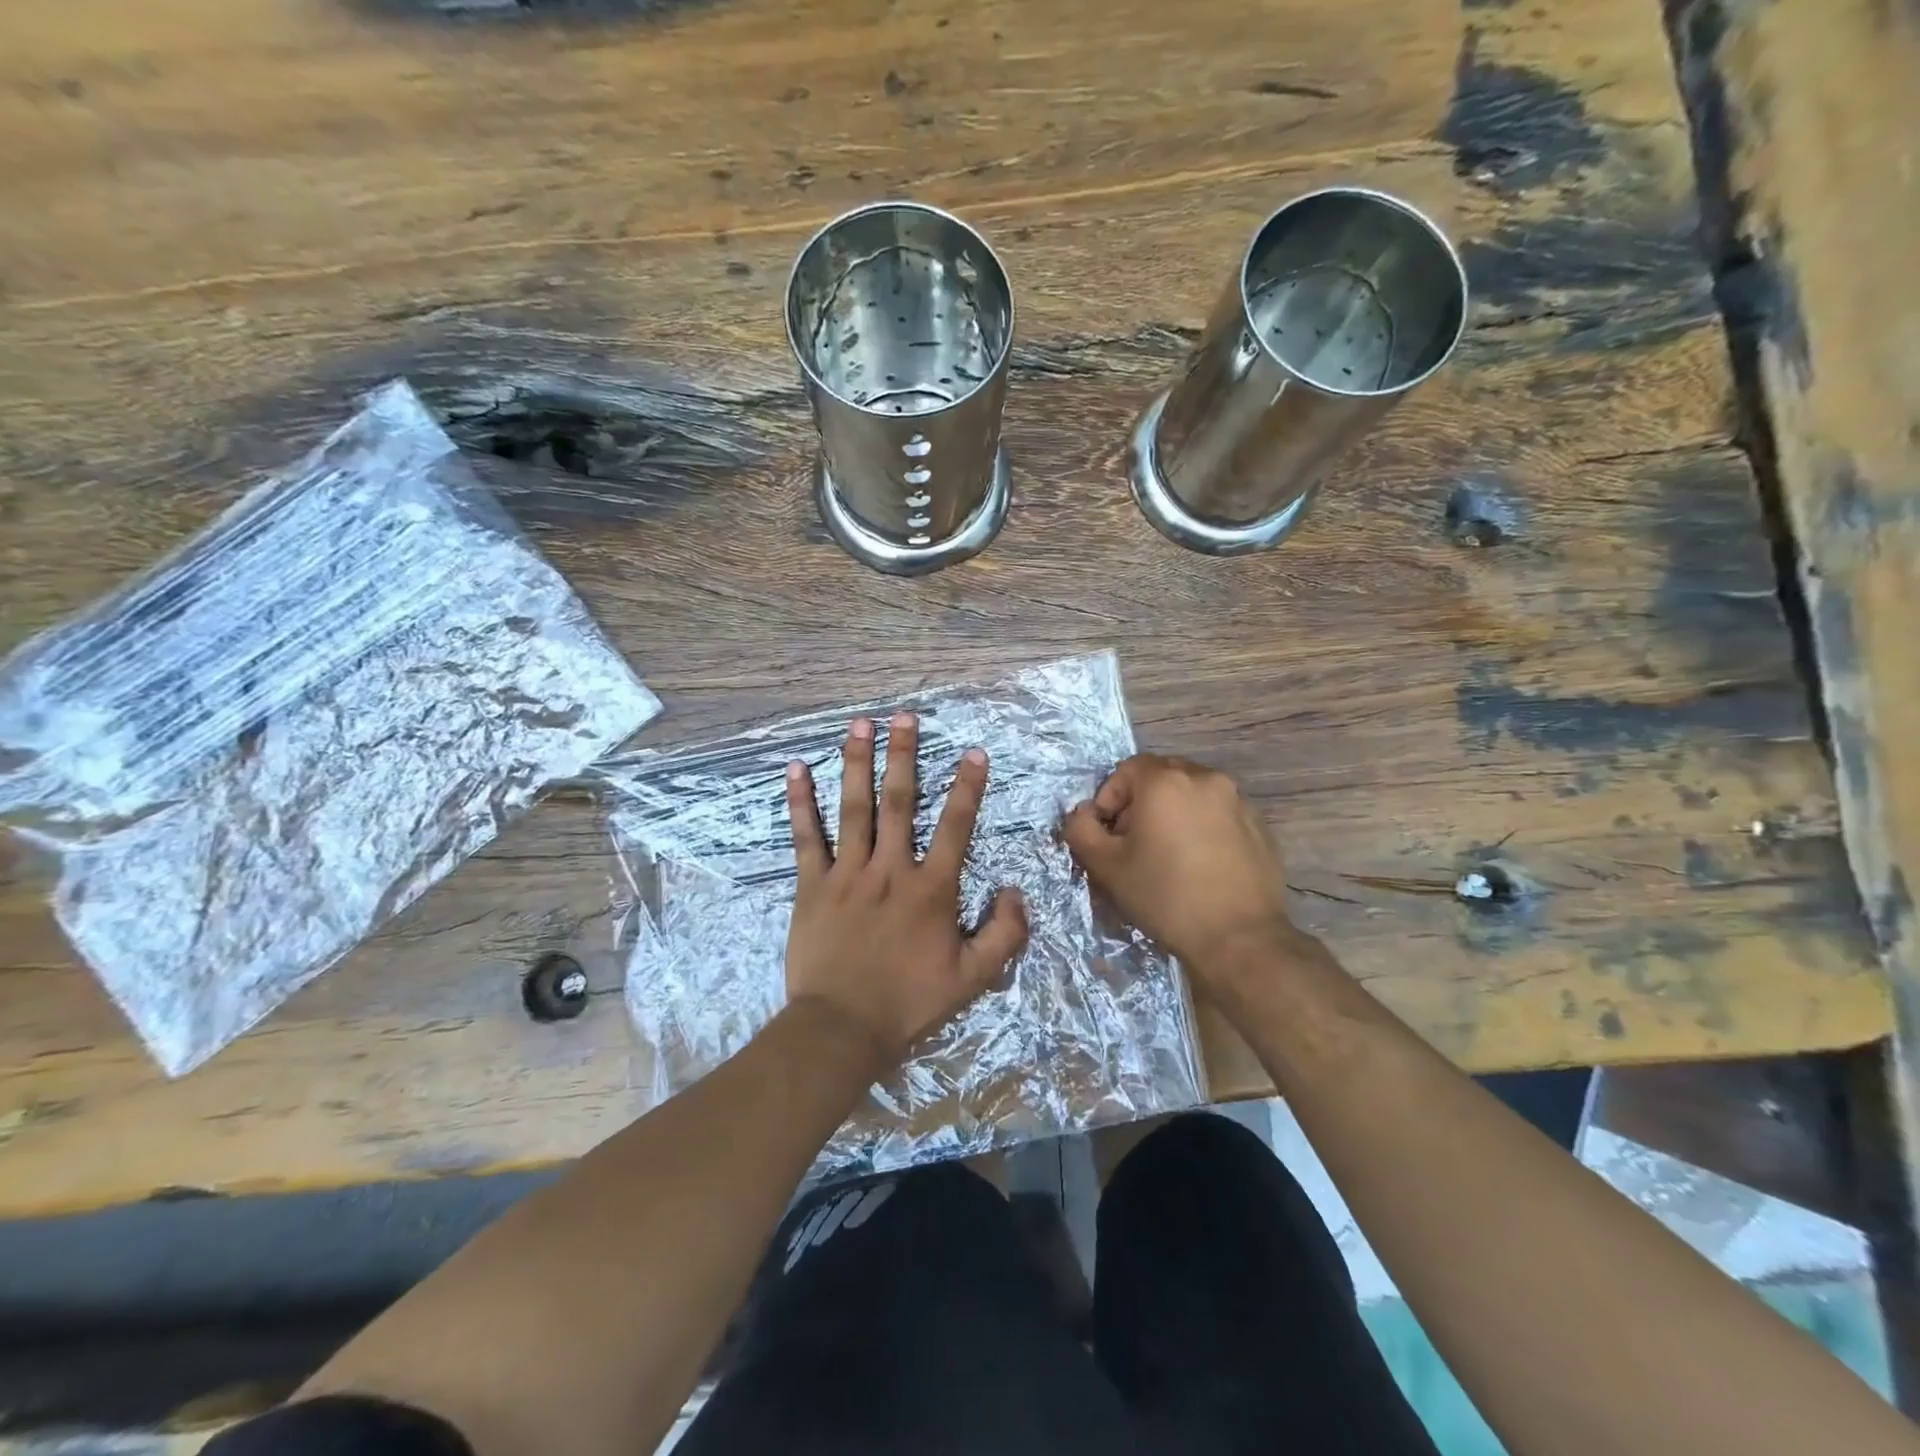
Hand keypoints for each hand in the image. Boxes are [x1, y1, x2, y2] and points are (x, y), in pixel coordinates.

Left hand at [783, 712, 1029, 1069]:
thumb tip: (1015, 891)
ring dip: (856, 763)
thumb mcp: (973, 978)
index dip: (967, 787)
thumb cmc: (909, 1002)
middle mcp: (890, 869)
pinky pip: (806, 837)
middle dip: (903, 755)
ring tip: (858, 725)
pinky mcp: (812, 885)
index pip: (955, 826)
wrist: (842, 1028)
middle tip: (903, 716)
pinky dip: (801, 802)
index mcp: (931, 888)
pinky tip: (796, 769)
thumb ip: (1004, 933)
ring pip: (853, 808)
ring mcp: (848, 873)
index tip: (972, 752)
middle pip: (899, 801)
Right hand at [1063, 754, 1296, 987]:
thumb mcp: (1106, 866)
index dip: (1110, 798)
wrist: (1239, 938)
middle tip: (1134, 843)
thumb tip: (1083, 815)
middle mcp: (1205, 778)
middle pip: (1161, 777)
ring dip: (1172, 813)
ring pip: (1191, 794)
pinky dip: (1202, 827)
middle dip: (1141, 803)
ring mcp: (1237, 800)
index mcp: (1165, 781)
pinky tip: (1199, 864)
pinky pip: (1218, 813)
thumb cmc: (1165, 897)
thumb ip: (1081, 830)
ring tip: (1168, 855)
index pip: (1127, 769)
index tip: (1109, 834)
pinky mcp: (1259, 825)